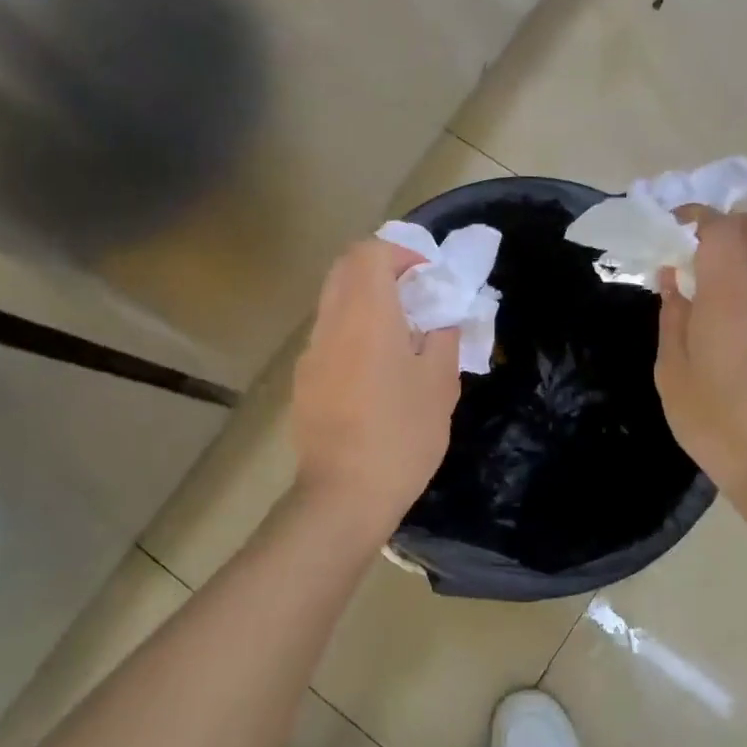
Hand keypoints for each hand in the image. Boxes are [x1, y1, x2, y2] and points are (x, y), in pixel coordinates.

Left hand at [291, 239, 460, 526]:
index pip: (369, 252)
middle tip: (415, 297)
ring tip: (400, 335)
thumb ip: (443, 336)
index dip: (401, 253)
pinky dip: (352, 330)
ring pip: (334, 301)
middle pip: (345, 269)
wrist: (344, 494)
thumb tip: (441, 315)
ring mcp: (311, 352)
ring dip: (365, 301)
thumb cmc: (402, 435)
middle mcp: (331, 323)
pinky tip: (375, 372)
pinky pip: (328, 335)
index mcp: (366, 315)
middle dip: (381, 270)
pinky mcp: (303, 379)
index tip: (428, 278)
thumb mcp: (440, 384)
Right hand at [655, 211, 746, 509]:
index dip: (694, 215)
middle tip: (685, 245)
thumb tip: (672, 279)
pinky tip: (708, 309)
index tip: (665, 227)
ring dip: (731, 248)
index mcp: (730, 299)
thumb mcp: (673, 369)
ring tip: (691, 278)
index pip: (722, 228)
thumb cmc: (714, 420)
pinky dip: (739, 274)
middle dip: (721, 221)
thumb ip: (672, 316)